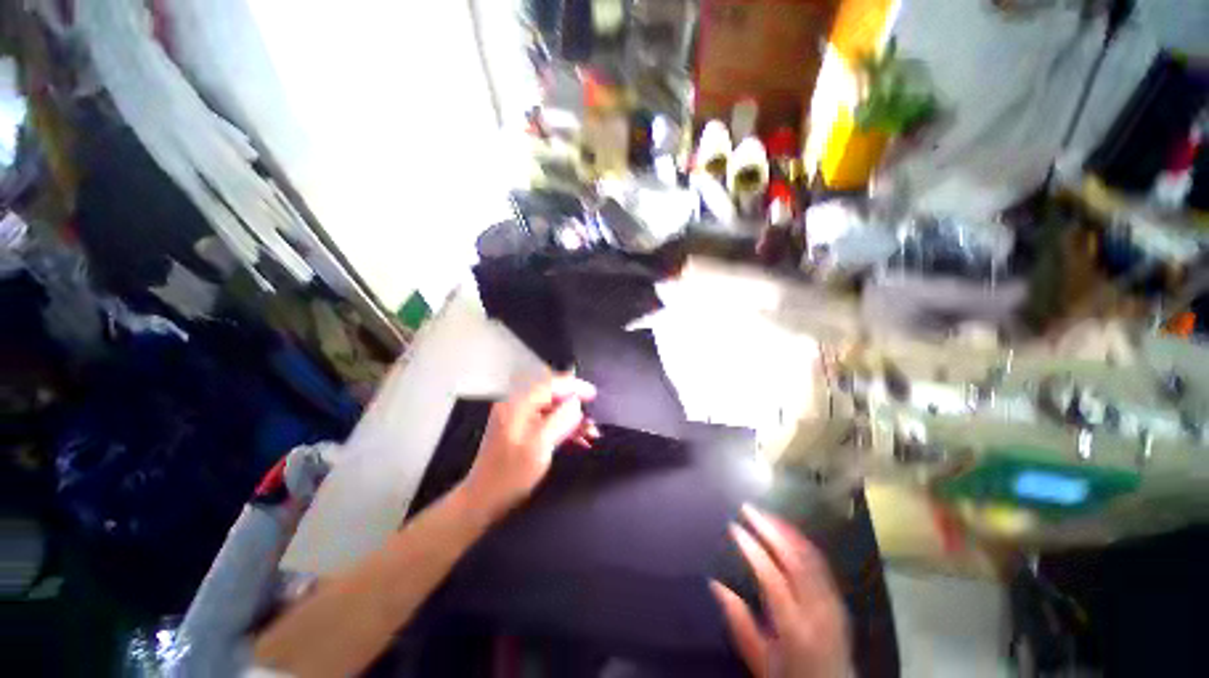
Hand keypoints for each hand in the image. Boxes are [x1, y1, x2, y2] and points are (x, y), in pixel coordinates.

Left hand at [460, 374, 598, 519]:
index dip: (575, 387)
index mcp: (518, 404)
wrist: (482, 502)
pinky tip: (578, 440)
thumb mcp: (539, 446)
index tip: (594, 394)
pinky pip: (547, 422)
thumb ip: (560, 419)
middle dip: (575, 407)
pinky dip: (563, 428)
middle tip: (593, 420)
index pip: (551, 384)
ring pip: (553, 410)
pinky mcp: (521, 431)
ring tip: (591, 433)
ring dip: (572, 420)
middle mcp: (517, 406)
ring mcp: (518, 418)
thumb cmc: (509, 476)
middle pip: (553, 396)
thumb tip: (576, 402)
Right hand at [711, 506, 850, 677]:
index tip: (734, 527)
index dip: (752, 548)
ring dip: (786, 530)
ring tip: (765, 513)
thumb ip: (739, 621)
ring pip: (810, 556)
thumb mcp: (759, 659)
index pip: (772, 577)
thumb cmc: (789, 676)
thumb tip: (715, 584)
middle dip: (769, 528)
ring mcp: (832, 603)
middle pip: (795, 559)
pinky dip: (802, 541)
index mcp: (794, 627)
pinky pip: (820, 562)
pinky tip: (787, 531)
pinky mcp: (838, 599)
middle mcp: (817, 611)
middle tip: (748, 509)